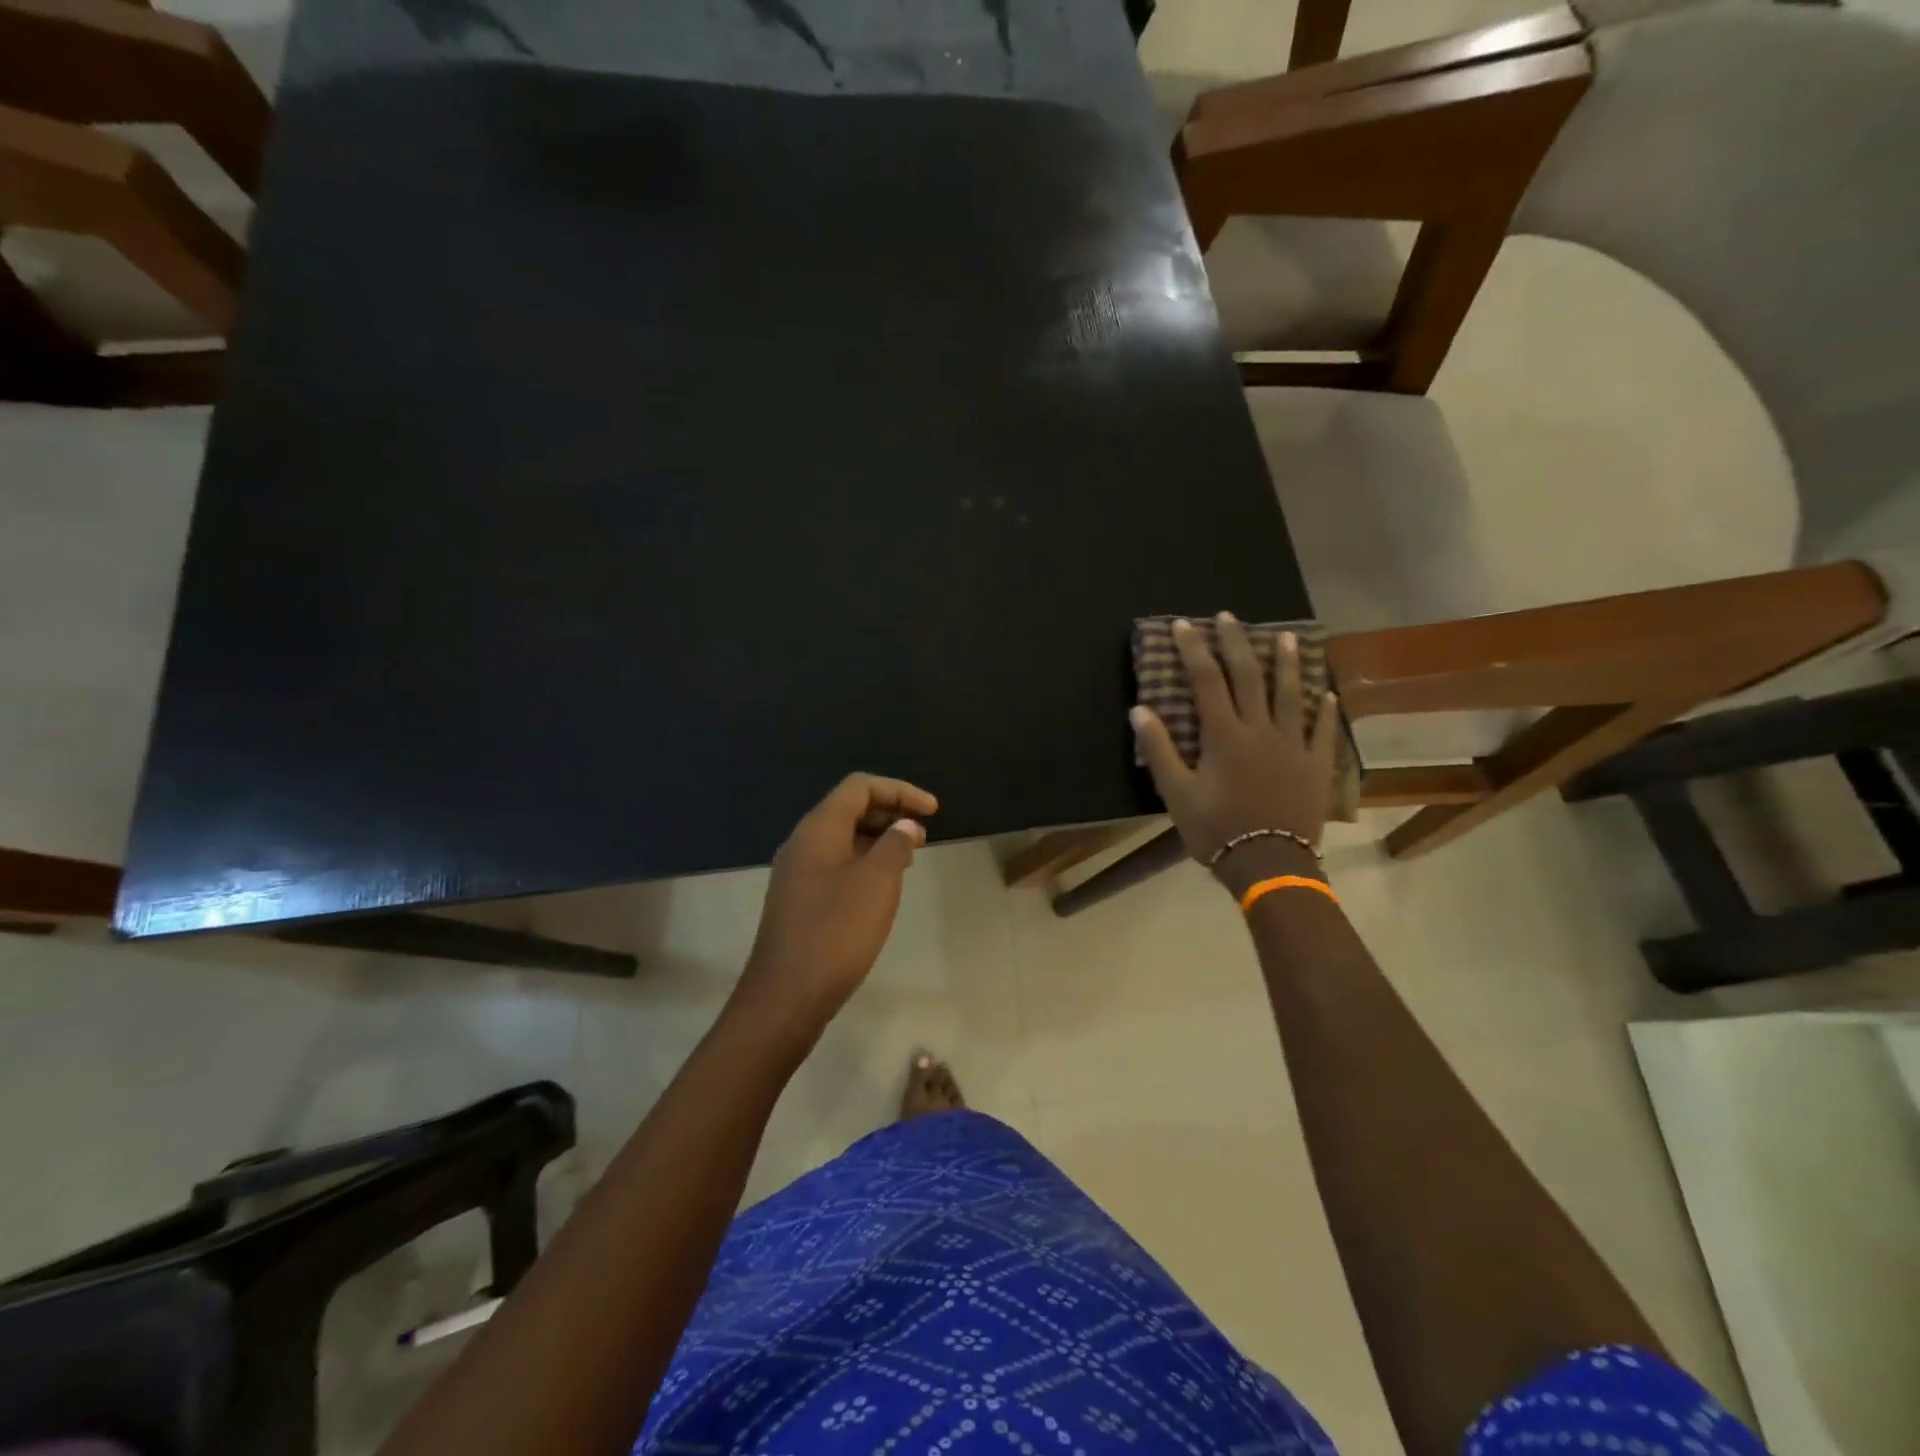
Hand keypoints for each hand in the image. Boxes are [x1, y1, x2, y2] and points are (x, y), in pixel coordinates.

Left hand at [734, 773, 938, 1027]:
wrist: (785, 996)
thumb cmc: (836, 932)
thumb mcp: (877, 883)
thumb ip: (895, 845)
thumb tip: (905, 826)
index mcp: (819, 828)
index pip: (860, 786)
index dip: (900, 790)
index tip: (934, 811)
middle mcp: (803, 842)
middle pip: (849, 807)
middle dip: (890, 812)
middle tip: (923, 833)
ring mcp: (797, 871)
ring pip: (843, 837)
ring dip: (878, 838)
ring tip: (909, 857)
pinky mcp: (799, 898)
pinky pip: (835, 862)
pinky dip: (864, 861)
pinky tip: (882, 885)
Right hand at [1131, 614, 1337, 893]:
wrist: (1269, 864)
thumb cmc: (1216, 829)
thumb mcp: (1177, 793)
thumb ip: (1159, 750)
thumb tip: (1139, 710)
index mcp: (1225, 735)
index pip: (1206, 680)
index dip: (1194, 649)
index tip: (1183, 625)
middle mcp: (1261, 729)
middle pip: (1249, 676)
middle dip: (1237, 643)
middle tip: (1229, 617)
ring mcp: (1293, 745)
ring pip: (1292, 694)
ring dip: (1288, 663)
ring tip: (1287, 636)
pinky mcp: (1316, 765)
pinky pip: (1323, 731)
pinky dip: (1325, 710)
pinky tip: (1328, 694)